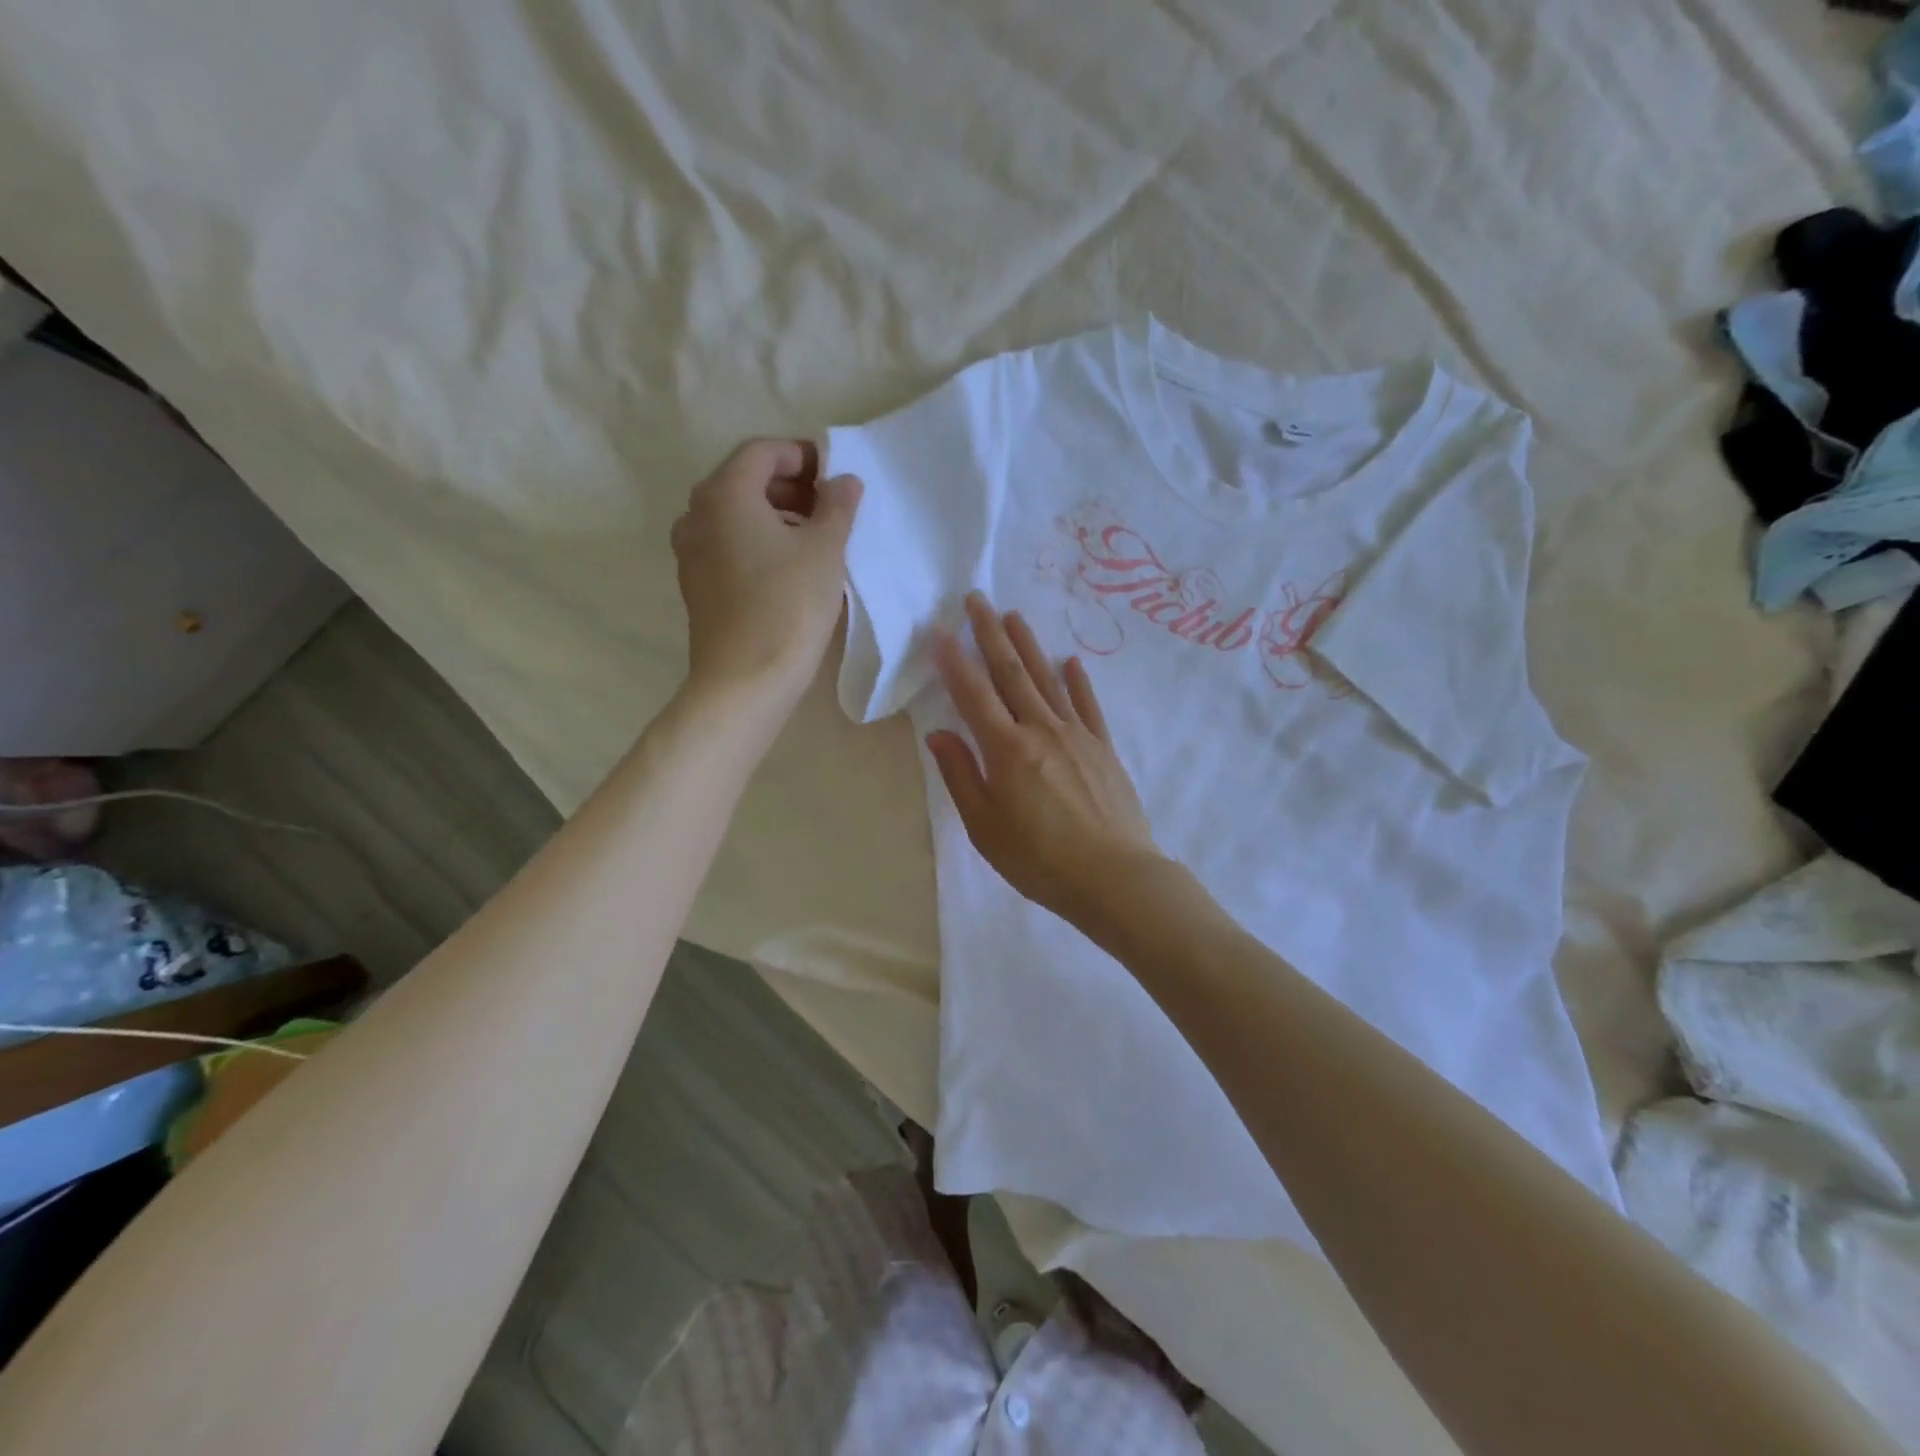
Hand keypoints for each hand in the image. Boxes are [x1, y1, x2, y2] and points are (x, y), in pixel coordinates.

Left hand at [670, 439, 861, 713]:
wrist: (745, 681)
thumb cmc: (789, 605)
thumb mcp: (825, 550)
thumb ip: (837, 506)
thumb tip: (844, 481)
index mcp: (724, 494)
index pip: (762, 451)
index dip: (803, 456)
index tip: (836, 476)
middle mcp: (697, 514)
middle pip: (745, 481)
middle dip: (791, 485)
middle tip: (831, 506)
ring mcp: (691, 552)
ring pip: (736, 516)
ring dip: (776, 515)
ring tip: (816, 537)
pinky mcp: (697, 585)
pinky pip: (729, 546)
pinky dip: (759, 542)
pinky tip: (790, 567)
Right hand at [926, 592, 1164, 926]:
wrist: (1114, 877)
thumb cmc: (1040, 859)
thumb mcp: (986, 827)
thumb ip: (961, 776)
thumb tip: (939, 733)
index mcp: (1006, 749)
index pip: (973, 694)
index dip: (954, 661)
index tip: (940, 630)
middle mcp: (1041, 729)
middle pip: (1011, 673)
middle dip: (990, 634)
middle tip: (977, 599)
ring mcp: (1077, 735)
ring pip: (1047, 680)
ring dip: (1029, 645)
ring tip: (1013, 616)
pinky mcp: (1103, 748)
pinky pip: (1088, 705)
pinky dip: (1078, 681)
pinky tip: (1071, 662)